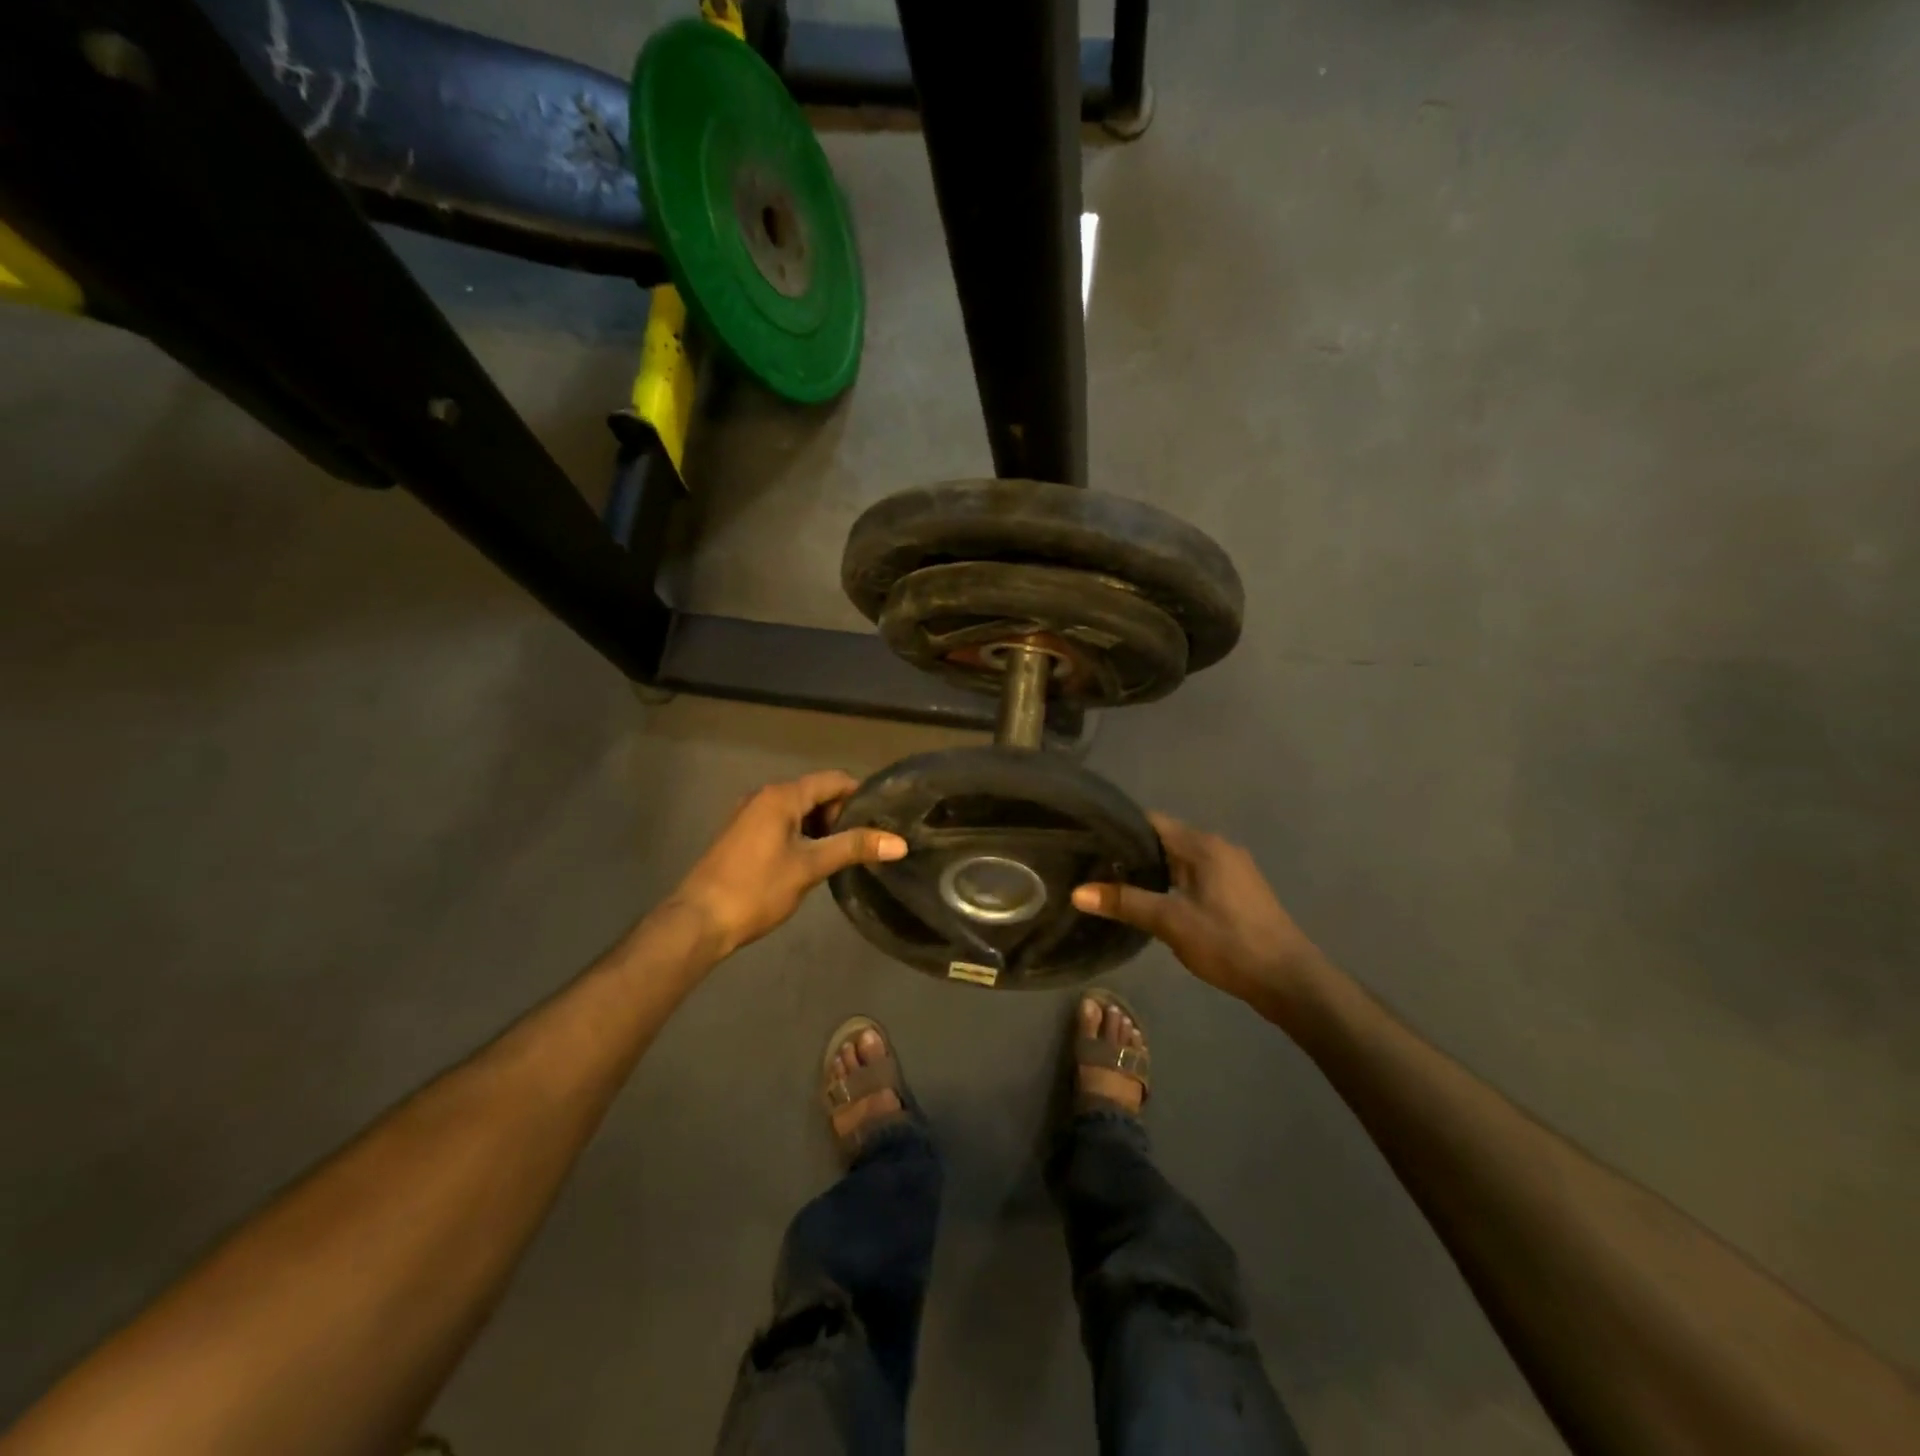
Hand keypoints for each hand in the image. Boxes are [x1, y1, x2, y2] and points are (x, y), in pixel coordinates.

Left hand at [666, 771, 906, 957]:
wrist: (698, 922)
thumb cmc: (757, 889)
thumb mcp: (810, 867)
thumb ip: (854, 848)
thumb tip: (900, 842)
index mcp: (781, 796)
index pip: (833, 780)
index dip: (861, 796)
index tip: (883, 820)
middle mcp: (764, 796)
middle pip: (816, 793)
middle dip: (842, 815)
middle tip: (864, 844)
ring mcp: (749, 815)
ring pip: (798, 811)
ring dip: (822, 828)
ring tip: (843, 856)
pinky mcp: (742, 835)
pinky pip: (782, 824)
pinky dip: (802, 836)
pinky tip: (811, 862)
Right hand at [1073, 814, 1325, 1012]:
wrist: (1289, 980)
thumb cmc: (1229, 943)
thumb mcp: (1171, 922)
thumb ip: (1125, 903)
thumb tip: (1077, 892)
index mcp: (1203, 845)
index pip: (1151, 822)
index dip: (1119, 829)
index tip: (1089, 841)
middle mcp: (1218, 848)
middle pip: (1165, 839)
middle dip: (1132, 852)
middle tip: (1095, 867)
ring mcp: (1232, 870)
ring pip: (1181, 860)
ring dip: (1153, 870)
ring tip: (1116, 885)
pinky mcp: (1238, 891)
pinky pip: (1195, 876)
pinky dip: (1172, 883)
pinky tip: (1155, 903)